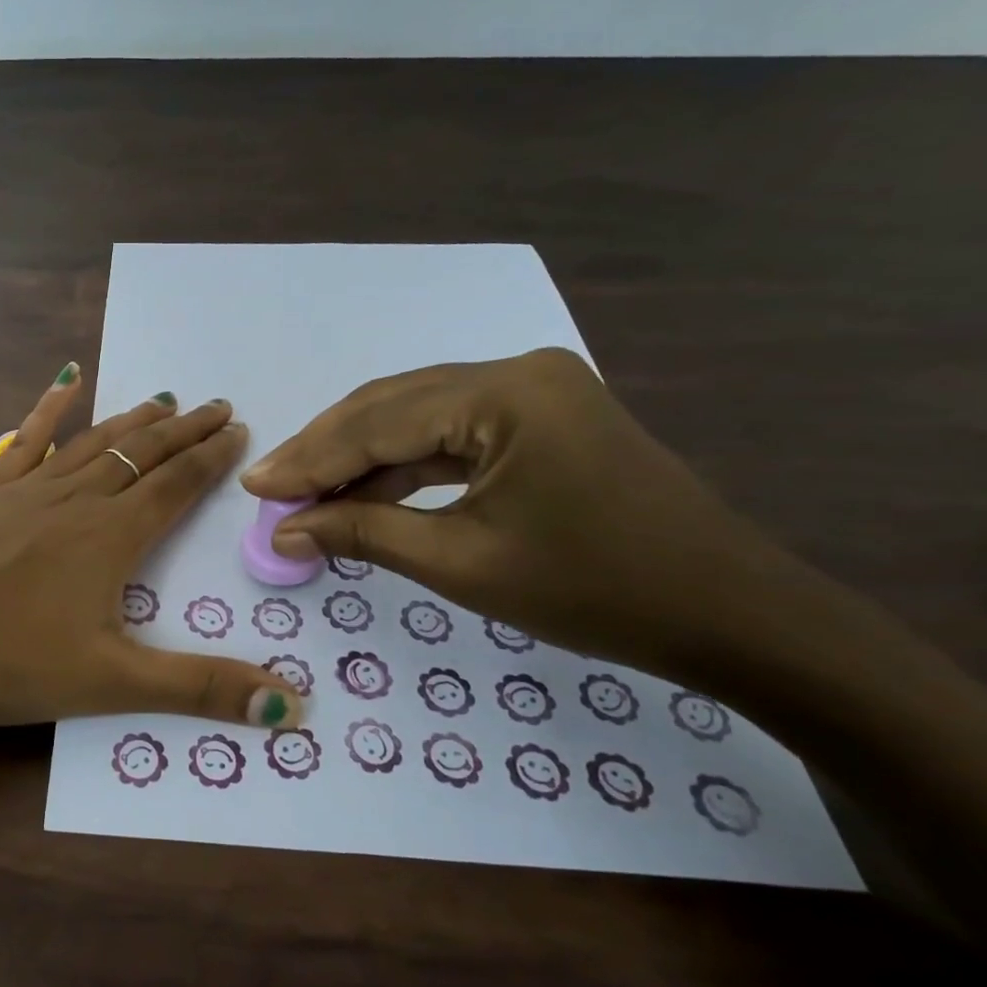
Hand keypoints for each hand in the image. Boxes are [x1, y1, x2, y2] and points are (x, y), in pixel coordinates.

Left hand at [0, 365, 303, 731]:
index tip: (238, 430)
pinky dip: (50, 411)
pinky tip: (66, 382)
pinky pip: (27, 442)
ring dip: (133, 421)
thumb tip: (292, 706)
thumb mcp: (110, 683)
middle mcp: (76, 500)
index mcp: (111, 537)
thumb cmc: (4, 659)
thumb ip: (199, 688)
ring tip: (162, 399)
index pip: (176, 485)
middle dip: (183, 430)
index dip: (210, 457)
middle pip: (142, 454)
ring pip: (94, 443)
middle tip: (216, 405)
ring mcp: (27, 491)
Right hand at [240, 348, 785, 681]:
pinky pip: (452, 429)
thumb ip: (364, 534)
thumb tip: (284, 532)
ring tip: (305, 491)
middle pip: (391, 405)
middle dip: (326, 450)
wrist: (732, 615)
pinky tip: (364, 486)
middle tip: (271, 488)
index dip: (309, 459)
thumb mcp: (463, 564)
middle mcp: (517, 372)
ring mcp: (534, 389)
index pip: (378, 422)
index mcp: (505, 394)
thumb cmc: (596, 592)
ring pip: (417, 414)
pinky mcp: (542, 414)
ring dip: (360, 454)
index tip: (254, 487)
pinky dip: (404, 460)